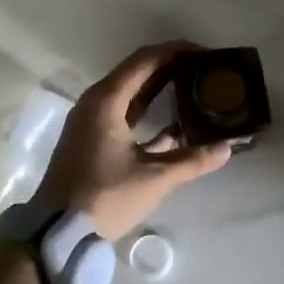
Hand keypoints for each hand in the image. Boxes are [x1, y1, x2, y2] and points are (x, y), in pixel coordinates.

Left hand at [38, 41, 232, 239]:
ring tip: (193, 88)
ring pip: (130, 91)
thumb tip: (226, 148)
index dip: (176, 51)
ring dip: (160, 87)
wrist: (57, 232)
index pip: (146, 60)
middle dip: (171, 66)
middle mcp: (96, 101)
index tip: (204, 53)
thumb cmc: (105, 197)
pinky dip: (147, 110)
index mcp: (107, 100)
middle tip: (204, 70)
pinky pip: (123, 110)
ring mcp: (90, 119)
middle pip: (138, 71)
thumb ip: (191, 161)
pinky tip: (173, 124)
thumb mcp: (153, 179)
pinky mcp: (90, 137)